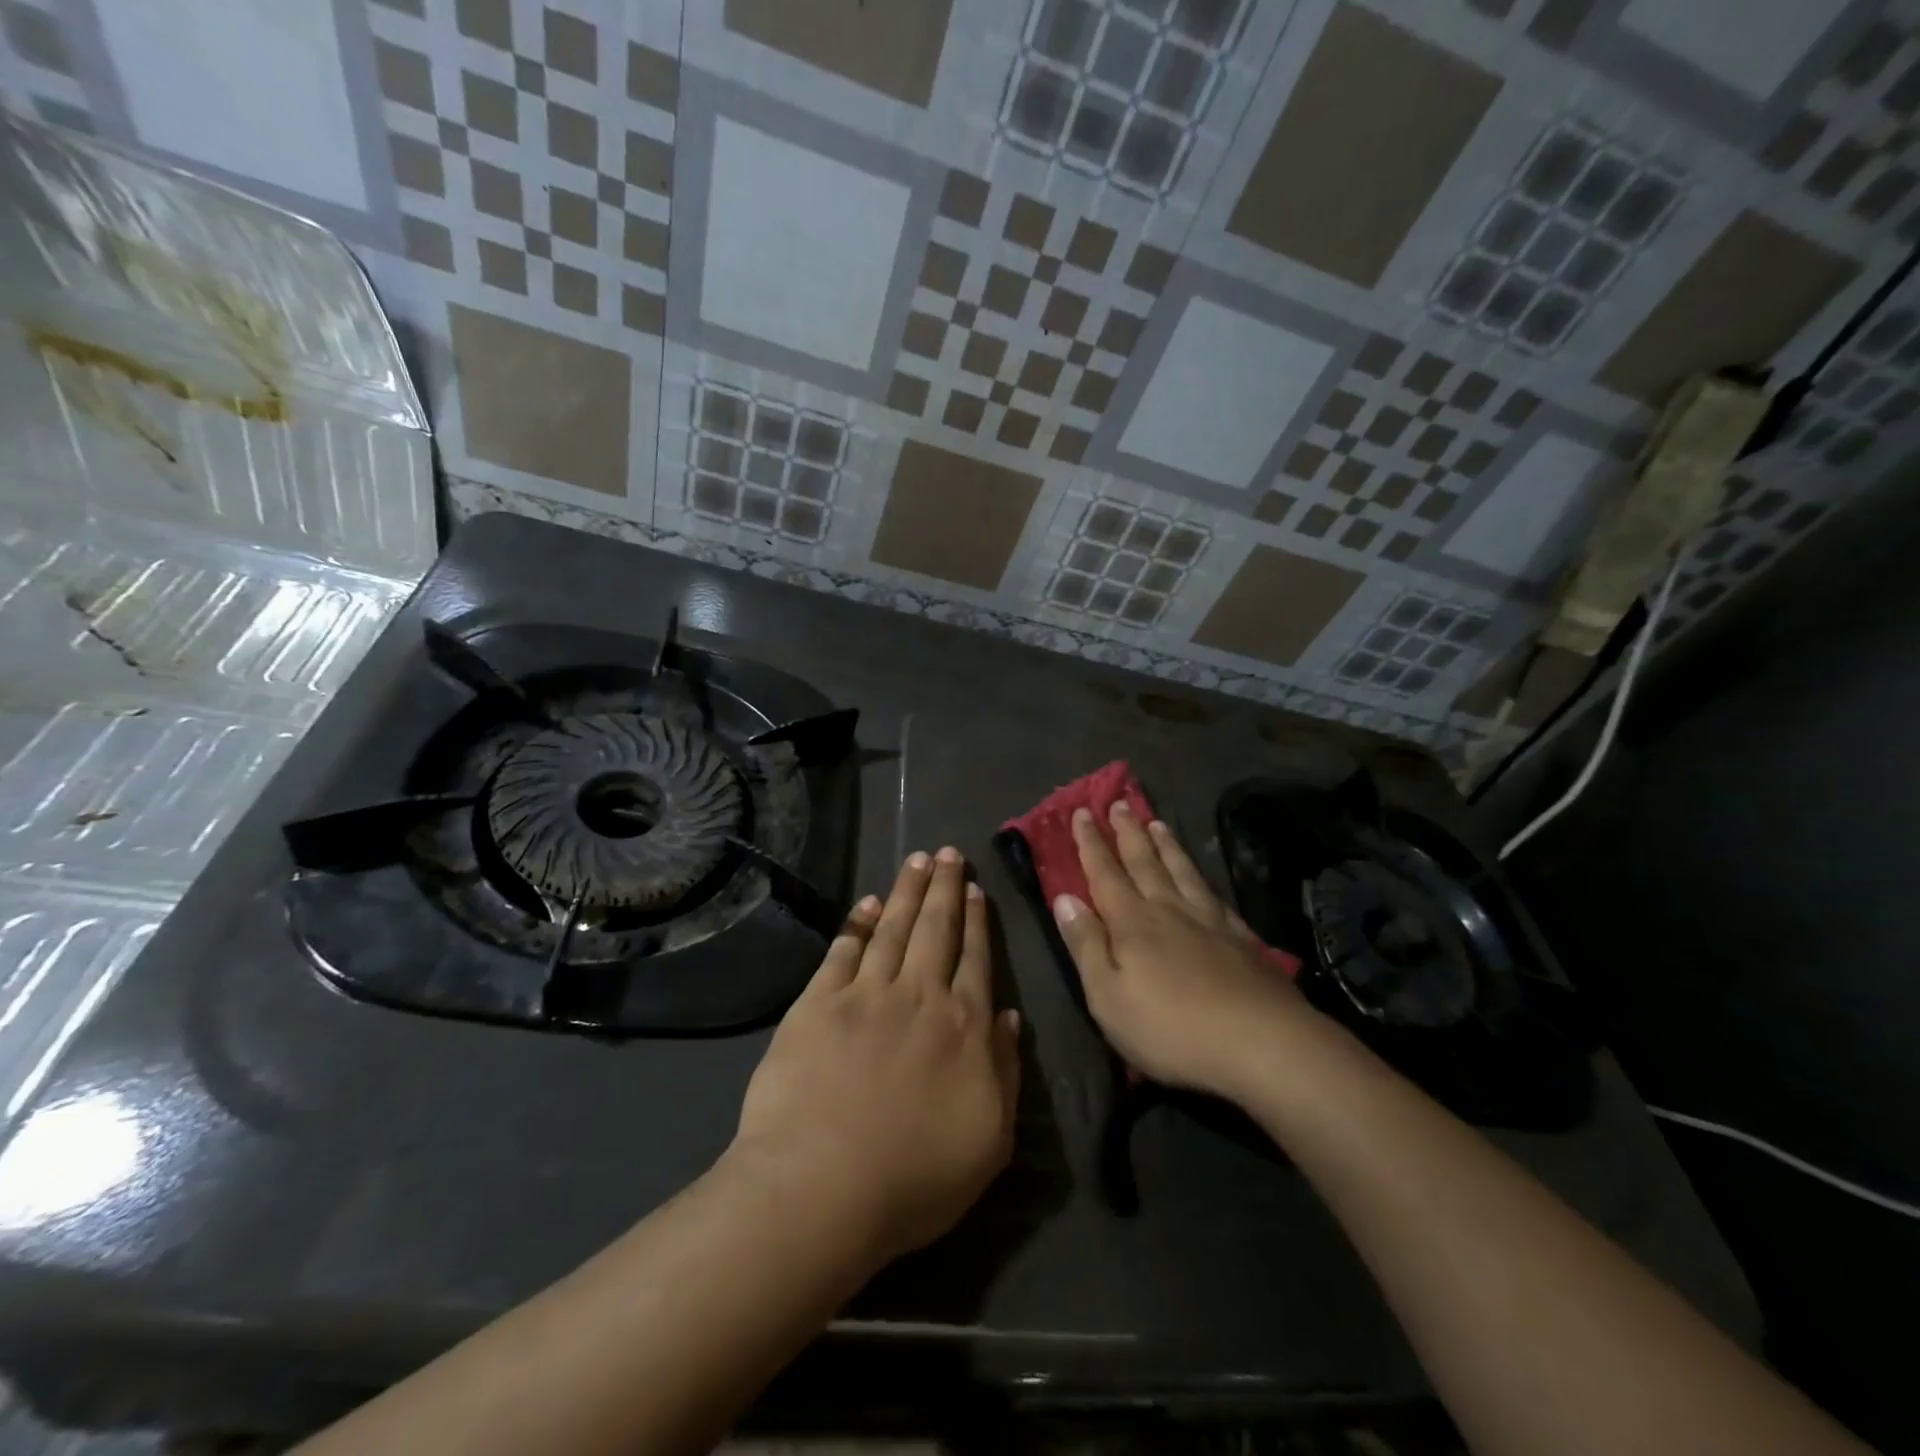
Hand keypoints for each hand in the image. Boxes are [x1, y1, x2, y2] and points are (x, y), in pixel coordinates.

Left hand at [731, 848, 1020, 1270]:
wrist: (822, 1188)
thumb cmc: (914, 1178)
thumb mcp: (989, 1140)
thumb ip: (1006, 1071)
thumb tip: (1010, 1017)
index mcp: (964, 1026)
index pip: (976, 959)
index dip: (977, 921)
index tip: (976, 889)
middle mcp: (919, 995)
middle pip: (936, 928)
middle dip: (944, 887)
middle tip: (949, 852)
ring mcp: (866, 994)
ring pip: (894, 928)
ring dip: (906, 891)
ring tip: (917, 859)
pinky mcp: (818, 1003)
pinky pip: (844, 950)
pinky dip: (858, 923)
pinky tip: (867, 903)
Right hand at [1051, 803, 1309, 1100]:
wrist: (1263, 1043)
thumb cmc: (1171, 1027)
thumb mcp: (1108, 996)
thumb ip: (1086, 945)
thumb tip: (1065, 899)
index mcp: (1132, 922)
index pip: (1104, 873)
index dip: (1091, 843)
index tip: (1082, 812)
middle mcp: (1169, 909)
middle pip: (1144, 862)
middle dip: (1128, 832)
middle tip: (1120, 803)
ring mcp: (1209, 920)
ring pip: (1181, 870)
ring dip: (1166, 845)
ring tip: (1157, 823)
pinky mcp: (1241, 938)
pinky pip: (1213, 893)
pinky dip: (1200, 876)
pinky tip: (1202, 876)